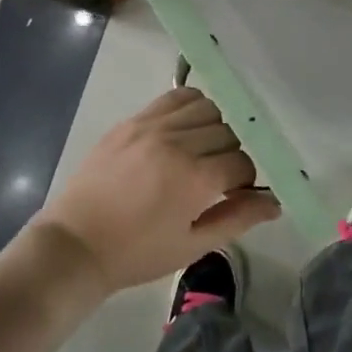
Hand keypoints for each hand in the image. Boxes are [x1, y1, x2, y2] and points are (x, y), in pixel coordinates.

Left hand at [34, 87, 280, 294]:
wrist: (76, 244)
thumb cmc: (137, 253)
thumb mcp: (192, 246)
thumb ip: (237, 219)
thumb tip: (275, 202)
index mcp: (195, 179)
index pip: (241, 163)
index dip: (243, 181)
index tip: (230, 195)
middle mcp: (177, 143)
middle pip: (227, 133)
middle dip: (229, 156)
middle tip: (214, 179)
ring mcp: (151, 127)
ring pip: (205, 108)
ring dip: (212, 128)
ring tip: (198, 152)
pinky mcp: (131, 121)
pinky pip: (174, 98)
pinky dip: (189, 108)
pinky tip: (183, 130)